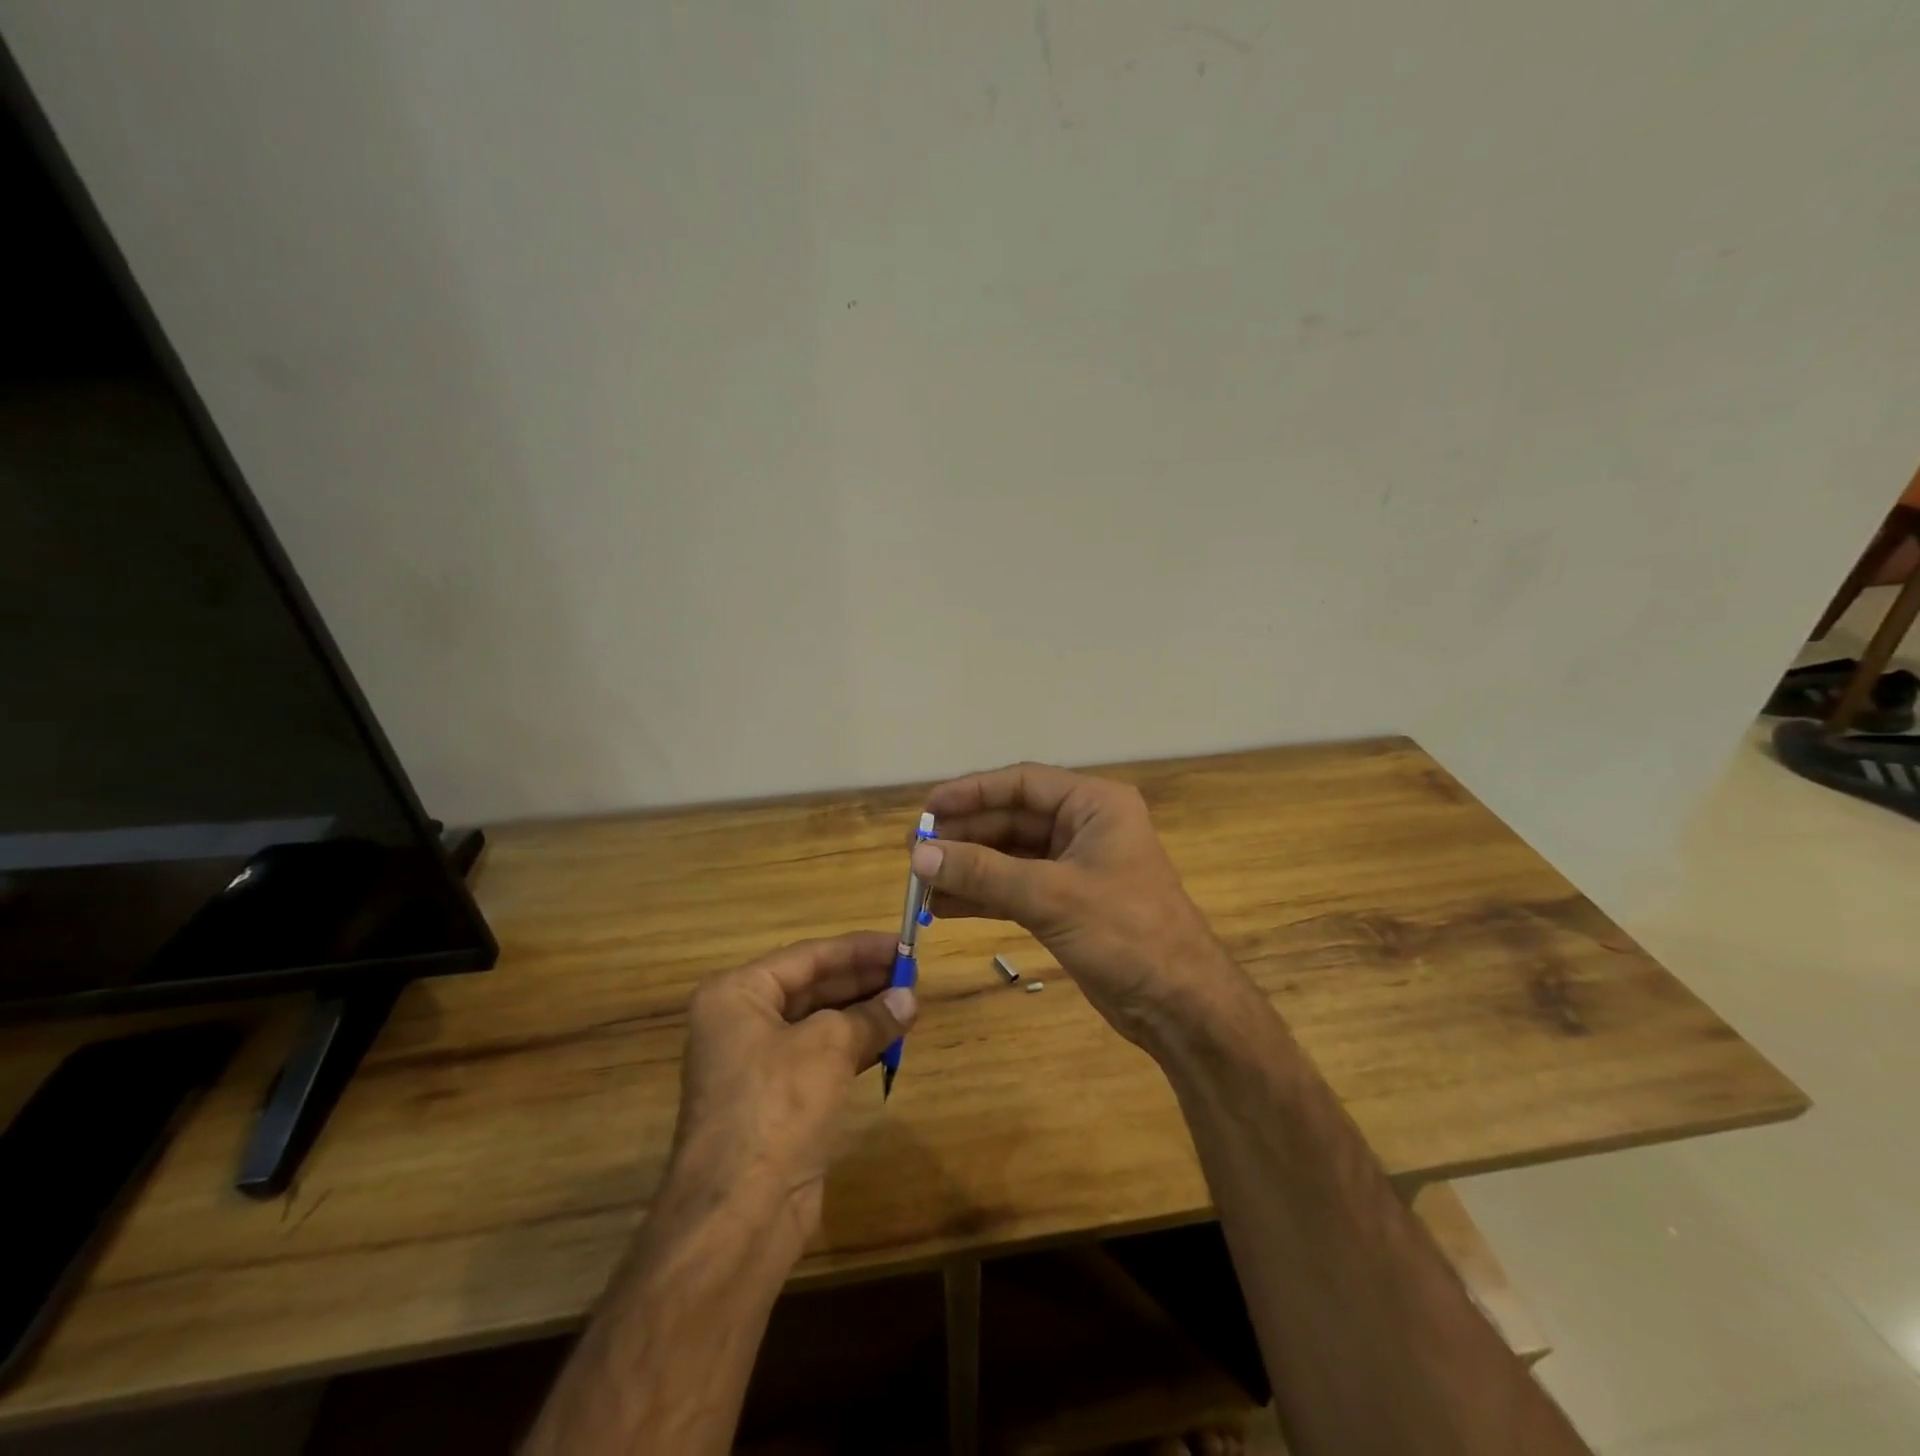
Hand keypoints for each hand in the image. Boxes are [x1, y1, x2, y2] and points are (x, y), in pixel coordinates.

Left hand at [667, 932, 915, 1241]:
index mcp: (737, 995)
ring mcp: (757, 1064)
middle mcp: (741, 1023)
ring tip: (910, 1003)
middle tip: (912, 973)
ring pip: (819, 1024)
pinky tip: (891, 1041)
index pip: (808, 956)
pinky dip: (855, 1047)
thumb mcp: (829, 1046)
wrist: (740, 1214)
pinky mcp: (777, 1101)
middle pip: (812, 987)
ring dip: (864, 1014)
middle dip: (863, 981)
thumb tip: (908, 999)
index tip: (901, 944)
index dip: (858, 949)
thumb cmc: (777, 1105)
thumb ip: (871, 1016)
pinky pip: (820, 1058)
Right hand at [913, 763, 1242, 1048]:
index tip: (927, 809)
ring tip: (921, 880)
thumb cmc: (1125, 932)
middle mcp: (1084, 827)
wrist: (1179, 1004)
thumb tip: (919, 855)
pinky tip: (945, 905)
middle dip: (965, 835)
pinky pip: (1015, 888)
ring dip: (968, 867)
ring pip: (1009, 856)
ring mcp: (1074, 867)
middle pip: (1011, 820)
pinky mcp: (1067, 904)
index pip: (1022, 784)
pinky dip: (982, 895)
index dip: (972, 792)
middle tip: (915, 851)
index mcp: (1094, 805)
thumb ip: (983, 872)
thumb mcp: (1050, 895)